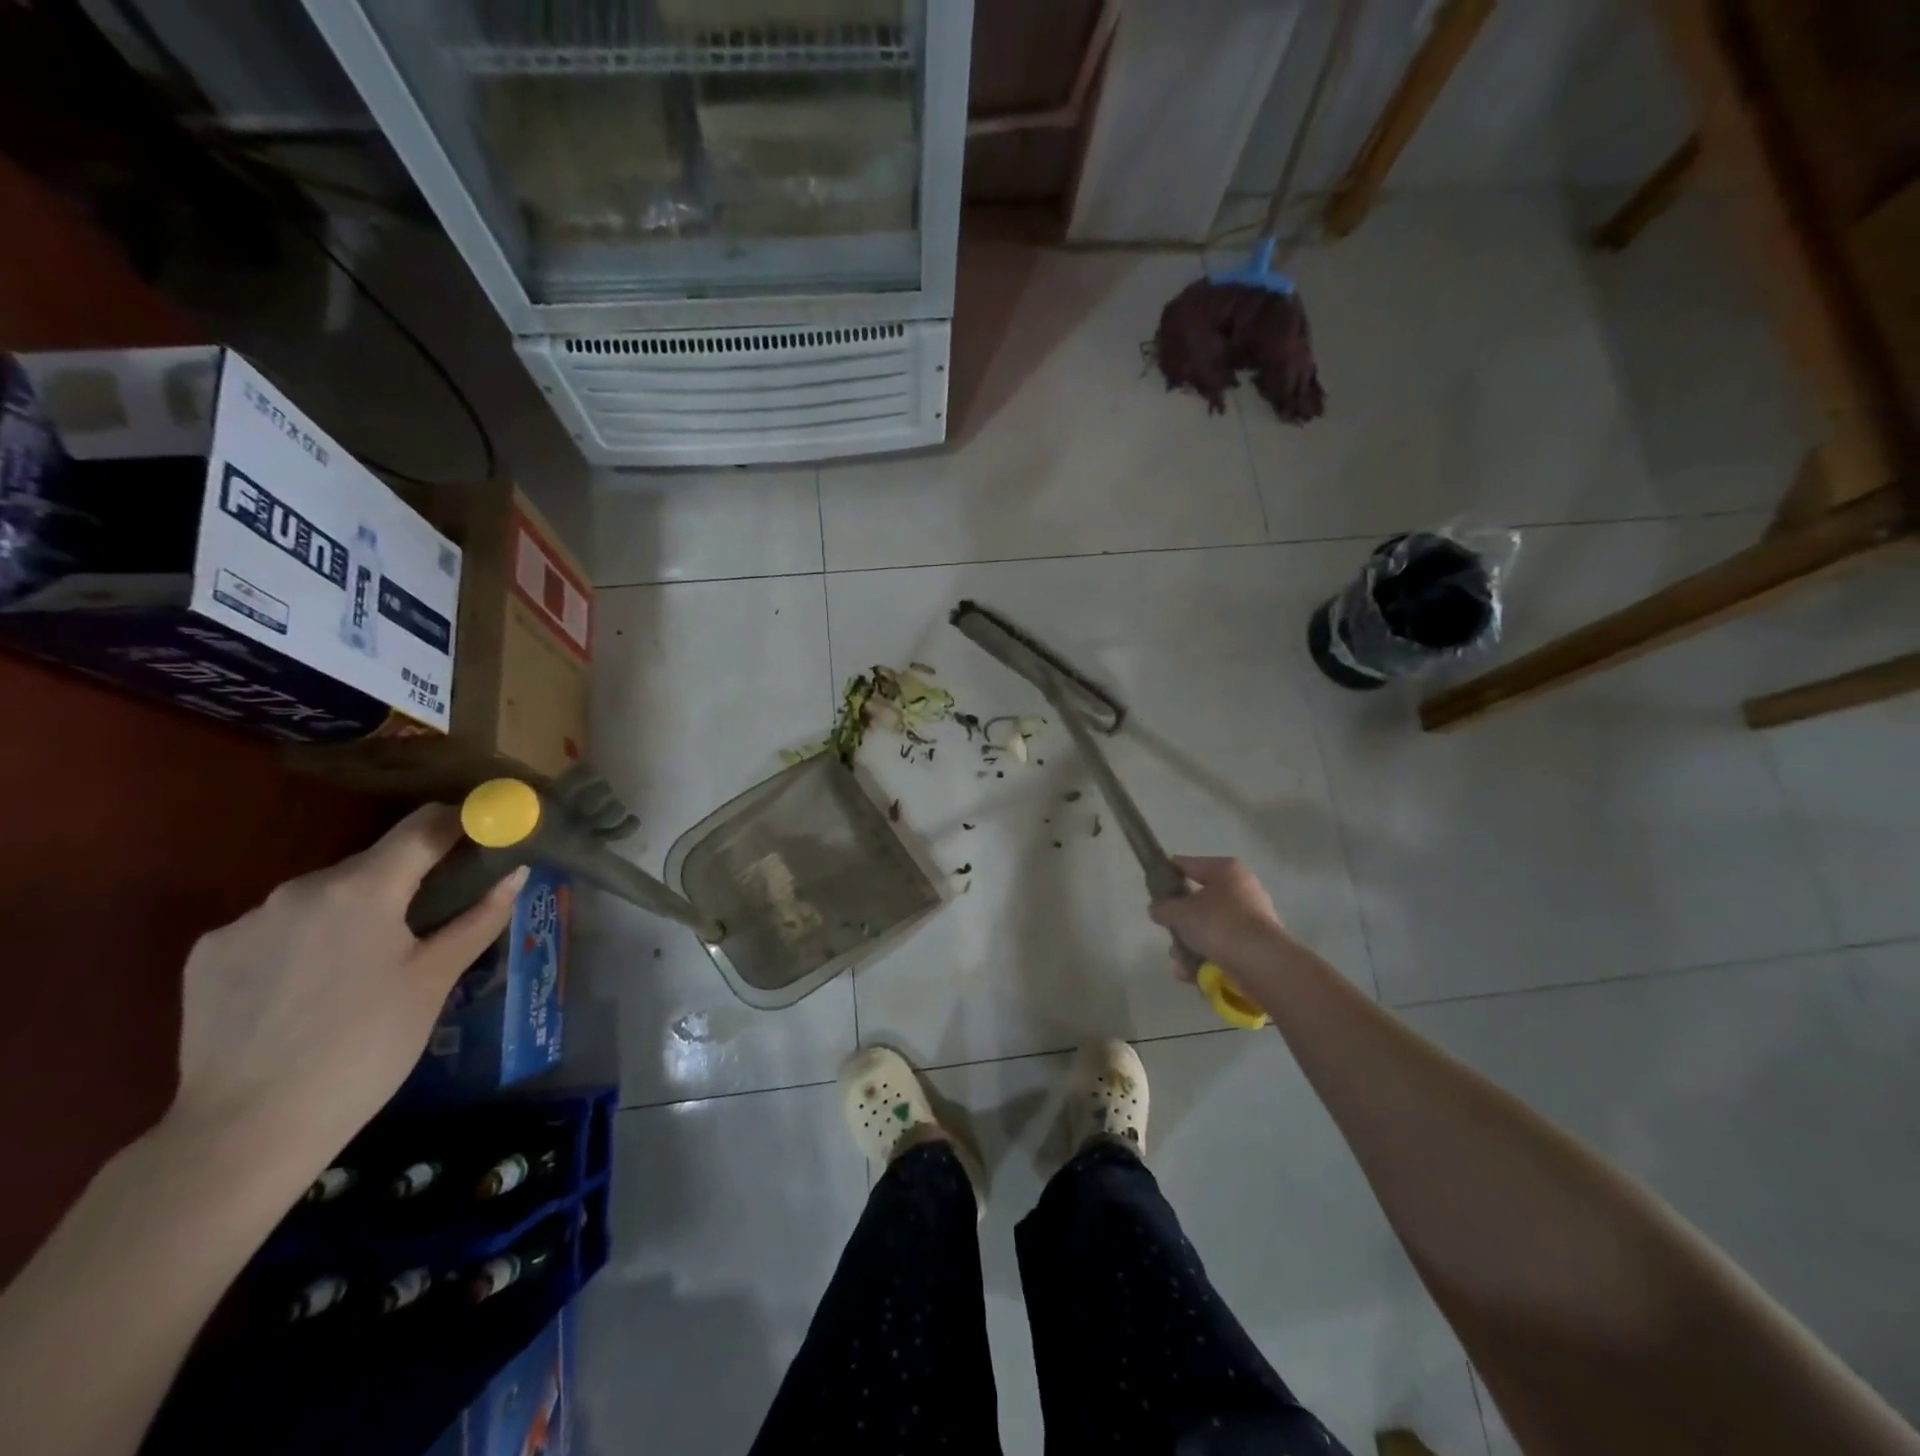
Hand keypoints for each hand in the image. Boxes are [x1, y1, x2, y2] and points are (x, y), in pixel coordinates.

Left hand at [169, 805, 524, 1166]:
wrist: (248, 1130)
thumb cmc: (366, 1047)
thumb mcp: (436, 979)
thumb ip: (480, 917)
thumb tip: (516, 873)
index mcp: (362, 888)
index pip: (424, 826)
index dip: (461, 822)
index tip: (485, 833)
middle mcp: (299, 888)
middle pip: (372, 863)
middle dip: (407, 880)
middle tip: (431, 920)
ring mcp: (246, 920)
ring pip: (323, 896)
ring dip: (356, 911)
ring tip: (366, 968)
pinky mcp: (209, 954)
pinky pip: (276, 926)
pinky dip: (305, 940)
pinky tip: (309, 990)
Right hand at [1148, 856, 1295, 975]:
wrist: (1261, 964)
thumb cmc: (1218, 925)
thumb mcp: (1179, 912)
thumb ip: (1162, 907)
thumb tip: (1157, 909)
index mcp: (1226, 870)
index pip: (1187, 864)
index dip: (1166, 875)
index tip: (1152, 892)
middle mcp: (1242, 889)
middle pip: (1198, 901)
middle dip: (1180, 922)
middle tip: (1168, 933)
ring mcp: (1251, 918)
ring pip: (1209, 928)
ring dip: (1190, 945)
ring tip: (1180, 963)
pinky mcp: (1255, 945)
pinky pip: (1222, 947)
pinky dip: (1206, 959)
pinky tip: (1191, 974)